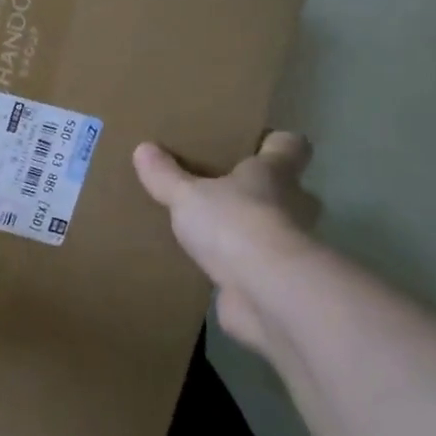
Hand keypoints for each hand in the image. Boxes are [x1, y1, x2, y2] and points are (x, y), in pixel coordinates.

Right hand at [133, 132, 319, 351]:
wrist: (267, 294)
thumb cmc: (234, 224)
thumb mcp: (187, 194)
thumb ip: (166, 175)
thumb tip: (143, 149)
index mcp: (274, 173)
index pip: (290, 145)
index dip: (273, 142)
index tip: (250, 143)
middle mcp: (292, 205)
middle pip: (285, 189)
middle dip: (258, 190)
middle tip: (219, 189)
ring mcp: (289, 247)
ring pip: (272, 228)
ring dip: (247, 230)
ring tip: (207, 229)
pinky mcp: (277, 282)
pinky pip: (256, 266)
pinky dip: (238, 266)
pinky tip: (208, 266)